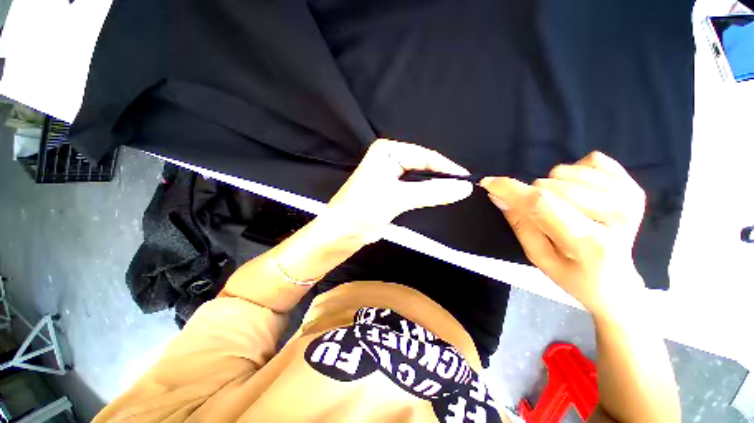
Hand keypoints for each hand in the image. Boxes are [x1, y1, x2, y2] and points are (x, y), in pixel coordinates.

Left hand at [323, 139, 472, 242]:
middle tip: (462, 188)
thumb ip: (431, 192)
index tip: (467, 179)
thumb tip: (464, 188)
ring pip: (419, 178)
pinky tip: (437, 197)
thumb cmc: (363, 210)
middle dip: (441, 177)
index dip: (446, 167)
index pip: (424, 155)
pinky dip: (425, 194)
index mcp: (387, 151)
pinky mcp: (391, 189)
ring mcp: (390, 174)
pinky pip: (413, 188)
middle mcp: (389, 158)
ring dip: (434, 186)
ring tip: (454, 193)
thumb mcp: (398, 198)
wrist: (341, 232)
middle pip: (423, 165)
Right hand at [481, 151, 645, 314]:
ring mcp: (629, 198)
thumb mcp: (538, 258)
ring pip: (565, 171)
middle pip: (549, 186)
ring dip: (554, 186)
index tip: (488, 182)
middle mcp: (615, 215)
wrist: (618, 283)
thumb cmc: (574, 276)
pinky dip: (576, 173)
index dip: (511, 189)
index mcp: (588, 242)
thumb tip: (498, 195)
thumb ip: (520, 224)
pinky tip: (582, 194)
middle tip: (545, 216)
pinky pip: (591, 160)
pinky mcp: (634, 186)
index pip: (541, 204)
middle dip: (534, 196)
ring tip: (564, 207)